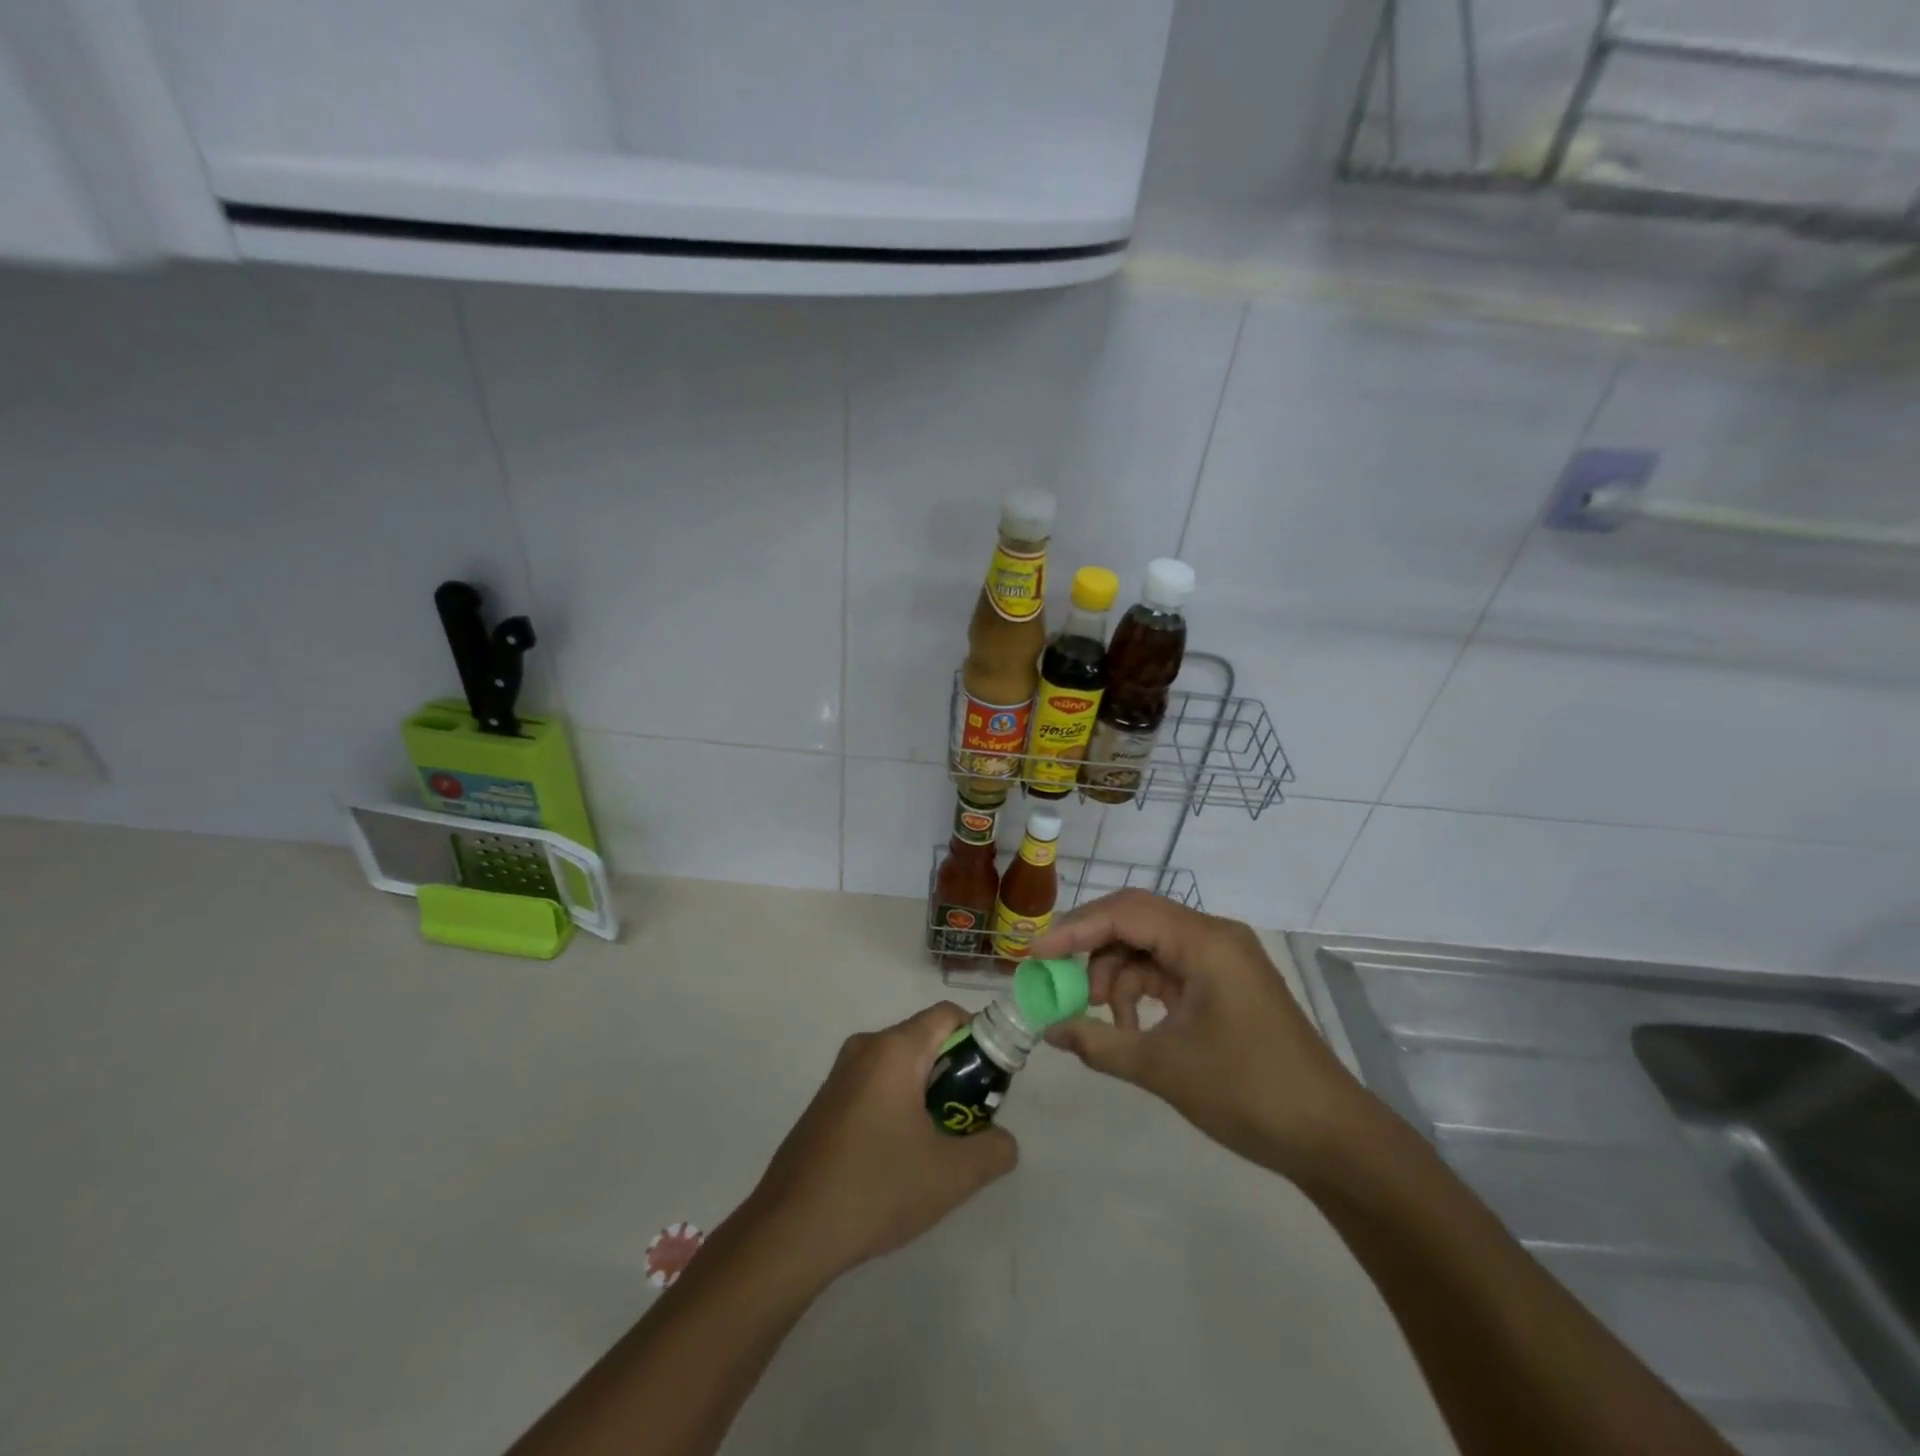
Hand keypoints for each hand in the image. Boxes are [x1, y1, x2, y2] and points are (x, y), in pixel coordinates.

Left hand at [744, 1003, 1016, 1281]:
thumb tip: (1002, 1140)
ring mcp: (840, 1075)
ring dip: (927, 1094)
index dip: (981, 1039)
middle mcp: (865, 1048)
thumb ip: (994, 1150)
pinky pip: (876, 1086)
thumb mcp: (952, 1175)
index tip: (991, 1083)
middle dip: (956, 1074)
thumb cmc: (876, 1188)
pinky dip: (898, 1107)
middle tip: (969, 1122)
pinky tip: (898, 1160)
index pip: (949, 1015)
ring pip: (900, 1067)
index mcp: (894, 1050)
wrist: (790, 1232)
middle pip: (925, 1040)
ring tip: (937, 1147)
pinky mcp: (825, 1103)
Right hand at [1029, 891, 1374, 1175]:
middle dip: (1092, 950)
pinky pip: (1168, 969)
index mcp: (1204, 942)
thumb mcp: (1163, 1068)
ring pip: (1149, 946)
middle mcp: (1213, 936)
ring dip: (1117, 977)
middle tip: (1058, 982)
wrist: (1331, 1138)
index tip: (1035, 954)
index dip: (1075, 929)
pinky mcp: (1225, 982)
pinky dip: (1142, 992)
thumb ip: (1099, 1044)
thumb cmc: (1248, 1093)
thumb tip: (1049, 1031)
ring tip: (1103, 1022)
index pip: (1126, 913)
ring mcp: (1222, 959)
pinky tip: (1131, 1027)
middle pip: (1135, 921)